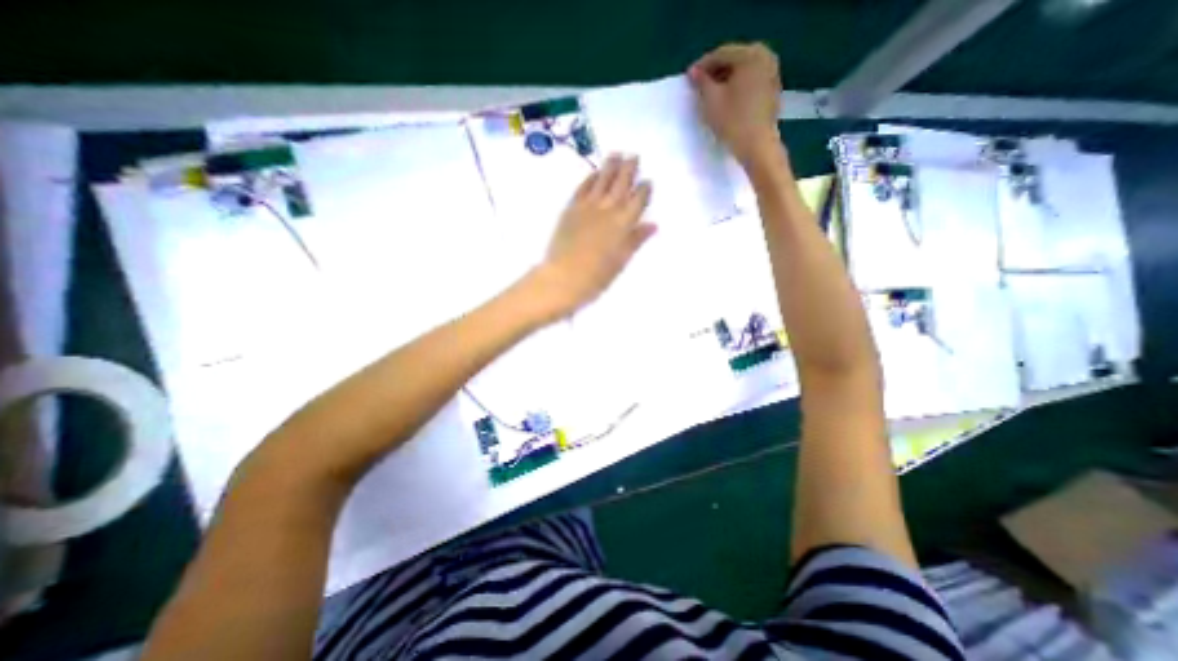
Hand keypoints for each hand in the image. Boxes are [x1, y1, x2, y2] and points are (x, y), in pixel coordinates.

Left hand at [530, 156, 658, 318]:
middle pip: (621, 185)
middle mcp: (607, 210)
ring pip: (602, 182)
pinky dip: (589, 179)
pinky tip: (594, 173)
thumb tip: (653, 225)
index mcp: (623, 224)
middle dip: (629, 170)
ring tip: (616, 154)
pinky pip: (582, 189)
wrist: (563, 278)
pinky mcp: (571, 209)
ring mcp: (587, 207)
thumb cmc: (596, 277)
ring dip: (610, 167)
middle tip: (634, 156)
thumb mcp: (621, 261)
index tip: (648, 181)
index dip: (644, 190)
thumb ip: (635, 240)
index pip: (638, 201)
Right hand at [691, 41, 779, 168]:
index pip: (721, 53)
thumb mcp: (711, 100)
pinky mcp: (772, 90)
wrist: (757, 145)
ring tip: (711, 94)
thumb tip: (694, 72)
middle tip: (699, 85)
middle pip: (734, 60)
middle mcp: (765, 57)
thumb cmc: (732, 121)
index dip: (702, 65)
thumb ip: (701, 82)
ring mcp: (772, 73)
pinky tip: (726, 101)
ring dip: (726, 80)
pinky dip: (737, 87)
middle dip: (715, 71)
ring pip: (743, 71)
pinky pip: (750, 81)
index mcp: (751, 54)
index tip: (689, 77)